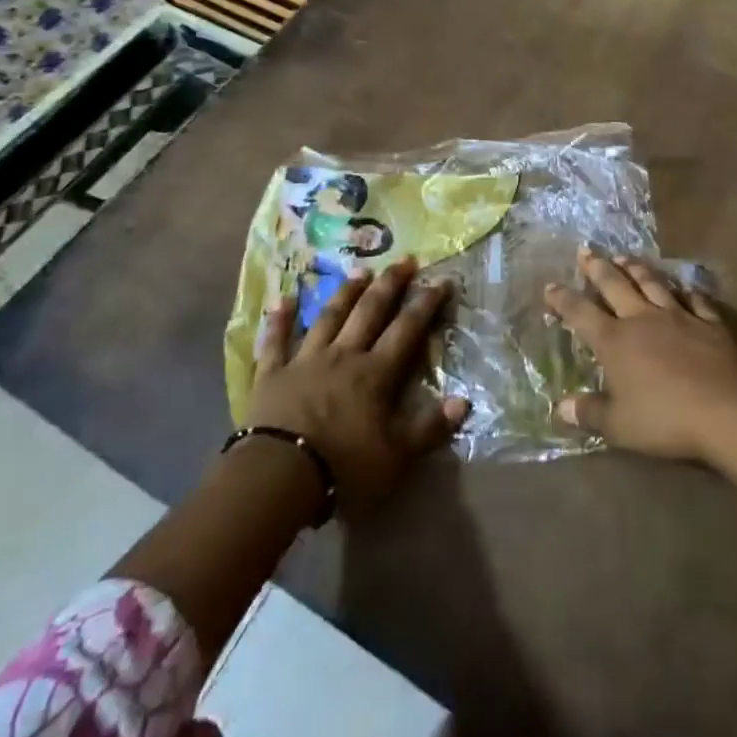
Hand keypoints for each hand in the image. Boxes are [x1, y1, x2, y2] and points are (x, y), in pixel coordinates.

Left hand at [248, 257, 468, 515]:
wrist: (278, 475)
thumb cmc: (343, 467)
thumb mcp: (396, 457)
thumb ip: (430, 428)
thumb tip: (464, 400)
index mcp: (375, 373)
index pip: (407, 329)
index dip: (426, 304)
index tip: (442, 280)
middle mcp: (344, 355)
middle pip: (370, 312)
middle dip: (390, 285)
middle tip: (404, 260)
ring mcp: (306, 360)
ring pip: (329, 317)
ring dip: (345, 293)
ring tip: (360, 271)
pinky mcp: (273, 374)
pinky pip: (276, 341)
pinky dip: (279, 320)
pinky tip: (283, 299)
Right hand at [542, 250, 736, 462]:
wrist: (725, 409)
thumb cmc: (665, 419)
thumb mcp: (619, 426)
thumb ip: (589, 412)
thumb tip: (560, 407)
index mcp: (615, 341)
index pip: (581, 313)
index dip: (563, 299)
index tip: (550, 286)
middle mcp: (642, 319)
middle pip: (615, 285)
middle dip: (597, 267)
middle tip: (586, 251)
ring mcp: (678, 316)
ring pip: (652, 283)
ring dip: (636, 268)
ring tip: (624, 256)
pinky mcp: (709, 322)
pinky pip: (694, 299)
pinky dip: (686, 291)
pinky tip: (683, 287)